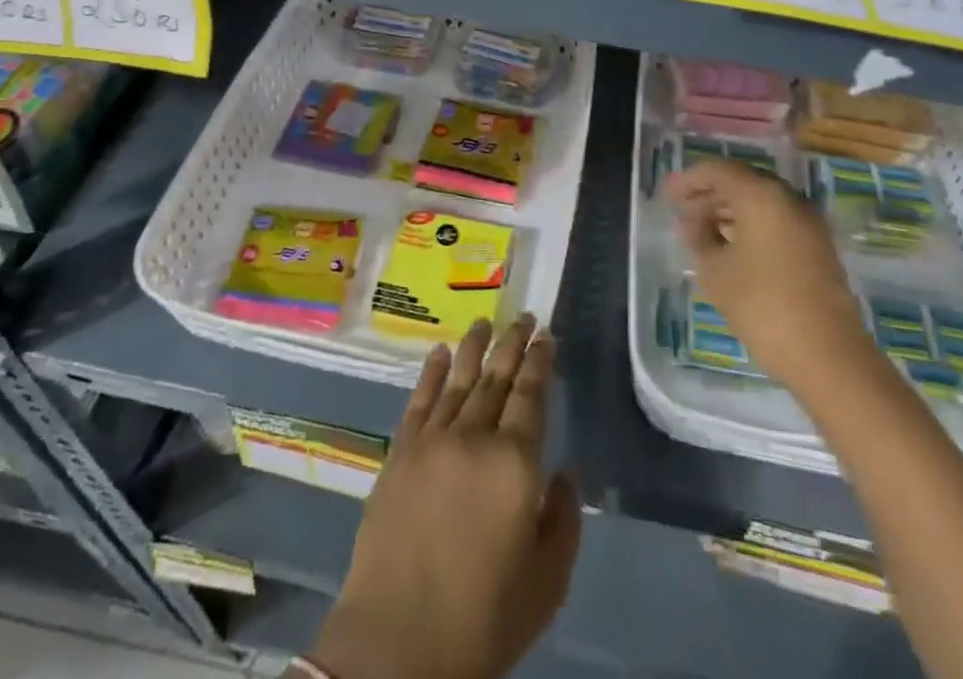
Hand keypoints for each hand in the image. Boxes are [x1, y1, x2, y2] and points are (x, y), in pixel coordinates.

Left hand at [309, 314, 581, 678]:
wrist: (397, 645)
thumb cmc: (482, 619)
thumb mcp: (545, 583)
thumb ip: (563, 520)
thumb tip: (566, 472)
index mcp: (514, 464)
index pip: (531, 396)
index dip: (540, 363)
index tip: (546, 336)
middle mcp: (474, 437)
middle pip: (497, 378)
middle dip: (513, 344)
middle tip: (525, 317)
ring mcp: (432, 441)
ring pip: (458, 380)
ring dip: (475, 348)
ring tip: (485, 321)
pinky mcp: (400, 453)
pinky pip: (420, 400)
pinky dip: (432, 372)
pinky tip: (441, 352)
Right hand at [663, 157, 868, 390]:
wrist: (829, 356)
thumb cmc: (762, 306)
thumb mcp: (716, 272)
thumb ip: (698, 237)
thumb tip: (690, 221)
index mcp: (761, 195)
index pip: (718, 170)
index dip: (689, 180)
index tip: (667, 196)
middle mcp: (788, 198)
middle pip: (741, 181)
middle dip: (709, 194)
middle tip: (682, 213)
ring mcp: (808, 221)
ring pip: (761, 201)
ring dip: (729, 210)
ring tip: (701, 231)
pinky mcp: (818, 245)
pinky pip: (777, 220)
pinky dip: (751, 224)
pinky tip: (731, 247)